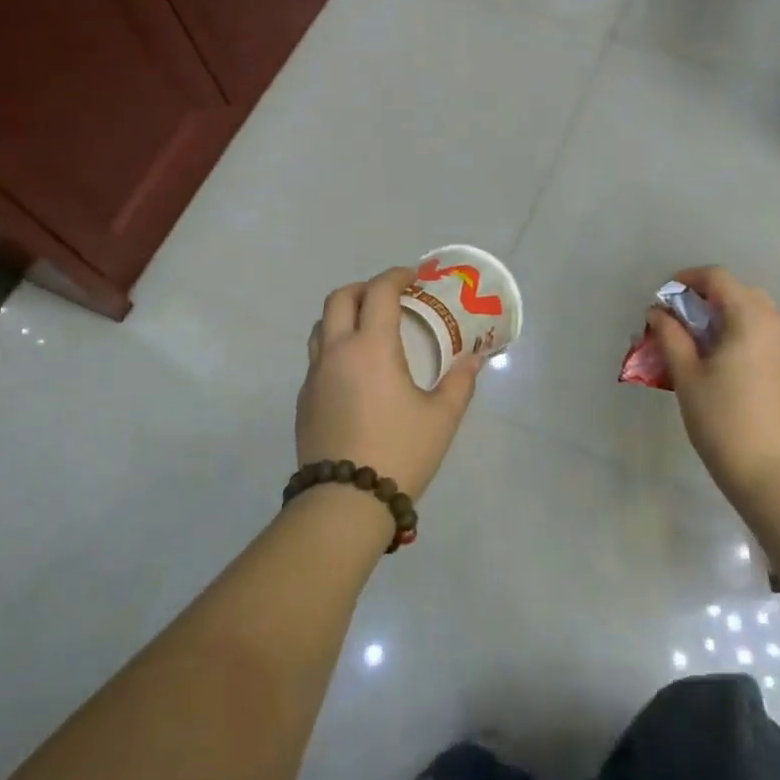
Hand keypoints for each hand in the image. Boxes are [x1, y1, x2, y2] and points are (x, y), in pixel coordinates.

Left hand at [296, 267, 478, 500]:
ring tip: (370, 329)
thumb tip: (475, 358)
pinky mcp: (304, 400)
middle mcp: (337, 352)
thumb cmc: (399, 452)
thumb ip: (460, 382)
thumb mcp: (442, 418)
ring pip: (321, 326)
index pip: (379, 292)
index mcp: (371, 347)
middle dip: (365, 288)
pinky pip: (317, 358)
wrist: (344, 503)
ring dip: (344, 315)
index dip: (397, 276)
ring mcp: (314, 377)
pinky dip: (335, 347)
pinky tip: (356, 372)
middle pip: (339, 298)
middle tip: (390, 297)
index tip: (414, 277)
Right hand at [650, 266, 779, 502]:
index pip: (718, 278)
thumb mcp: (687, 375)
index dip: (688, 279)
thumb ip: (671, 335)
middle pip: (741, 294)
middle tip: (683, 324)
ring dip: (732, 320)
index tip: (666, 296)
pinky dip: (752, 339)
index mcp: (751, 317)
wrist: (776, 475)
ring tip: (708, 348)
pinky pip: (775, 339)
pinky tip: (736, 368)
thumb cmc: (723, 421)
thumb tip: (659, 311)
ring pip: (761, 316)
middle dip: (709, 300)